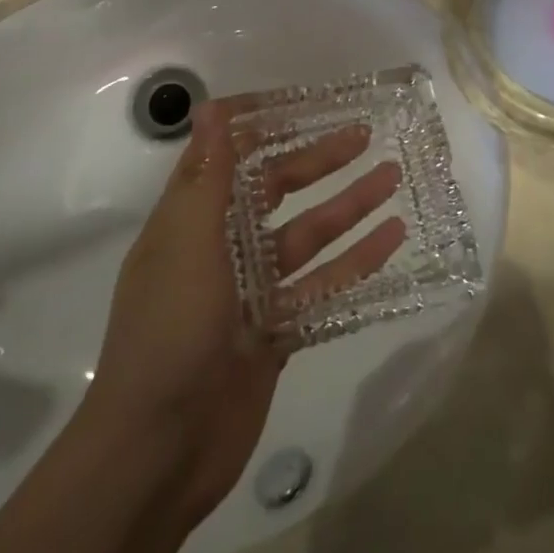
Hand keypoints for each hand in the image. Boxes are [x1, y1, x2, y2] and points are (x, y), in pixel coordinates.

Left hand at [84, 99, 405, 525]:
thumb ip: (210, 177)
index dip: (263, 126)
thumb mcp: (188, 243)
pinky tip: (393, 240)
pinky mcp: (278, 331)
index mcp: (191, 220)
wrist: (160, 450)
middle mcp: (222, 248)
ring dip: (349, 207)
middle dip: (319, 161)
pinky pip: (324, 286)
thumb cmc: (169, 330)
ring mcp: (252, 292)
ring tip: (393, 177)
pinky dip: (356, 262)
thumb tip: (209, 107)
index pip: (228, 156)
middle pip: (277, 191)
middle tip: (366, 134)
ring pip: (309, 236)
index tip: (306, 102)